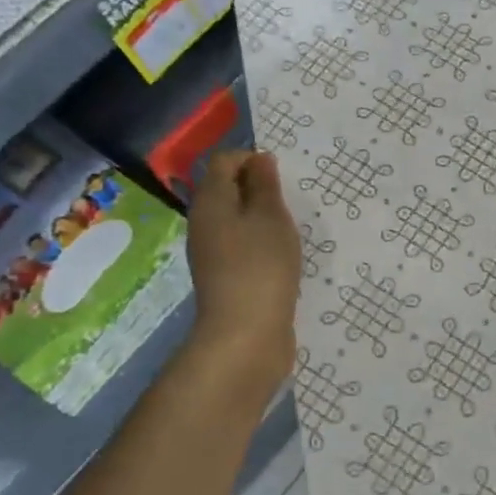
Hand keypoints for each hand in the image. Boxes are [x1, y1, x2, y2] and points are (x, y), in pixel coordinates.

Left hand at [186, 150, 300, 392]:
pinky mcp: (225, 278)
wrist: (245, 335)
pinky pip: (242, 247)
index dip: (253, 159)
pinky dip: (261, 244)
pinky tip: (282, 257)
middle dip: (259, 189)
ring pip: (236, 220)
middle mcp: (204, 223)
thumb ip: (265, 185)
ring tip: (291, 229)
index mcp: (211, 201)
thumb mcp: (270, 217)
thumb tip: (259, 159)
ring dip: (262, 219)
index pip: (224, 161)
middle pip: (227, 190)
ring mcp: (212, 253)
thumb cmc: (260, 266)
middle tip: (291, 202)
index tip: (283, 177)